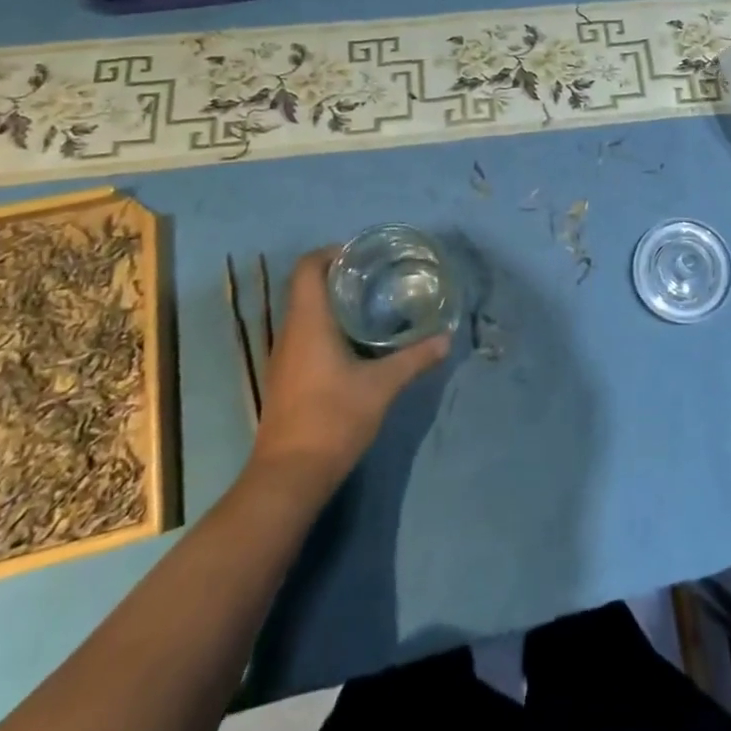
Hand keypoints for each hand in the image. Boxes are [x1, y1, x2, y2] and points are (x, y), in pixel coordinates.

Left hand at [248, 248, 449, 488]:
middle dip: (340, 275)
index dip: (331, 252)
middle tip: (378, 276)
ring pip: (306, 313)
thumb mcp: (382, 386)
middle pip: (307, 287)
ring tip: (373, 304)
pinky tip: (357, 343)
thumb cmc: (333, 419)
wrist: (289, 478)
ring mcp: (284, 357)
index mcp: (308, 322)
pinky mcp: (287, 378)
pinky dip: (328, 327)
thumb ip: (415, 358)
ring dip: (334, 303)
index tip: (363, 255)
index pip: (307, 267)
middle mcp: (290, 333)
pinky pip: (305, 336)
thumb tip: (446, 338)